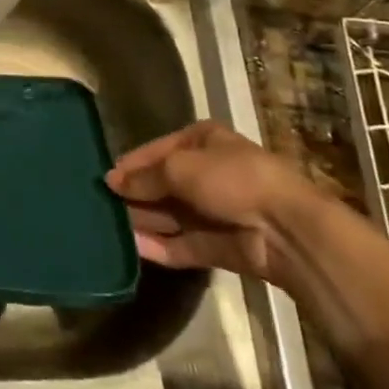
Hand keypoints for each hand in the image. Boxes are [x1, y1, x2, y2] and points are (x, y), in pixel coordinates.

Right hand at [104, 122, 323, 285]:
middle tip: (102, 205)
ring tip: (110, 227)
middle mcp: (211, 172)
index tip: (105, 178)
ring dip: (145, 221)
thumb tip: (112, 181)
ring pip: (173, 215)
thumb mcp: (178, 167)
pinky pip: (186, 243)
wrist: (287, 230)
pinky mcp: (223, 245)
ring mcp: (218, 211)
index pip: (159, 150)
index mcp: (204, 141)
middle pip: (165, 183)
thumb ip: (144, 177)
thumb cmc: (231, 179)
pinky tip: (135, 247)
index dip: (132, 163)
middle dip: (137, 195)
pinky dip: (162, 246)